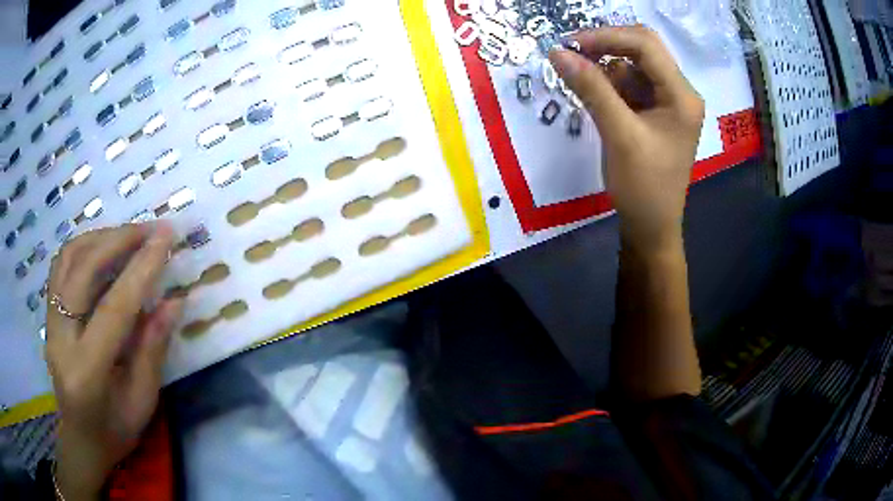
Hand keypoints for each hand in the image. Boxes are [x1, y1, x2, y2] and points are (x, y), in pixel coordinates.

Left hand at [45, 223, 182, 500]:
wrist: (81, 439)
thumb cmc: (115, 430)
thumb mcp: (142, 402)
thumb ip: (154, 350)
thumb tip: (175, 301)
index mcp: (87, 373)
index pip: (113, 309)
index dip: (141, 270)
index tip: (167, 238)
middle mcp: (60, 340)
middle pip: (82, 271)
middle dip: (118, 241)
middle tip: (151, 229)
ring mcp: (49, 323)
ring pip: (68, 259)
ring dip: (100, 237)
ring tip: (130, 234)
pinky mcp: (47, 314)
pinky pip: (61, 265)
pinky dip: (84, 246)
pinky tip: (103, 246)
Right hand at [550, 26, 704, 251]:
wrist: (651, 227)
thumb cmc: (643, 187)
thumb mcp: (618, 134)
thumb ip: (591, 88)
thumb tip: (557, 52)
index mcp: (682, 95)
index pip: (645, 45)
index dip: (606, 37)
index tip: (569, 45)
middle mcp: (678, 92)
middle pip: (641, 49)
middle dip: (605, 47)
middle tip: (571, 55)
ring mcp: (666, 102)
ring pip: (631, 66)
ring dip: (604, 69)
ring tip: (582, 87)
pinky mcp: (654, 112)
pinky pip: (628, 85)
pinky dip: (607, 85)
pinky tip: (594, 99)